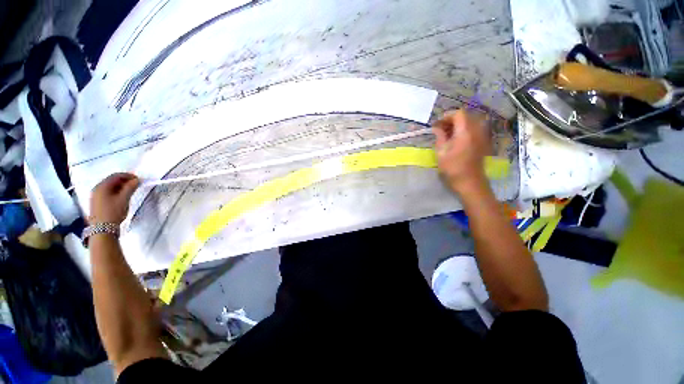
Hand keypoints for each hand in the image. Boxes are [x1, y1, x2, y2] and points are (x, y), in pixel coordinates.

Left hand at [90, 173, 139, 224]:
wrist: (102, 229)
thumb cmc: (113, 212)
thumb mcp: (124, 199)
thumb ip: (130, 188)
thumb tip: (136, 180)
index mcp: (102, 186)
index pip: (116, 176)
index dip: (128, 176)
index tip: (138, 179)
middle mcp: (97, 188)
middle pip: (111, 180)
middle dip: (124, 181)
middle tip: (135, 185)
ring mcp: (95, 196)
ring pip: (109, 187)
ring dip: (120, 186)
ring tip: (130, 191)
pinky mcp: (96, 202)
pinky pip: (106, 192)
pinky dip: (115, 191)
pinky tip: (121, 196)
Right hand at [432, 109, 491, 194]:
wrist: (470, 183)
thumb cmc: (453, 169)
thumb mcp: (441, 153)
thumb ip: (440, 137)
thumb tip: (437, 128)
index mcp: (465, 132)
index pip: (459, 114)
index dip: (447, 116)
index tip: (437, 124)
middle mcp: (476, 131)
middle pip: (466, 116)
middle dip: (452, 119)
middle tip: (441, 128)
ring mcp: (481, 136)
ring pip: (471, 122)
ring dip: (458, 125)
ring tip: (447, 134)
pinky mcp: (482, 142)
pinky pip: (474, 129)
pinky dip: (465, 130)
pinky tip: (456, 139)